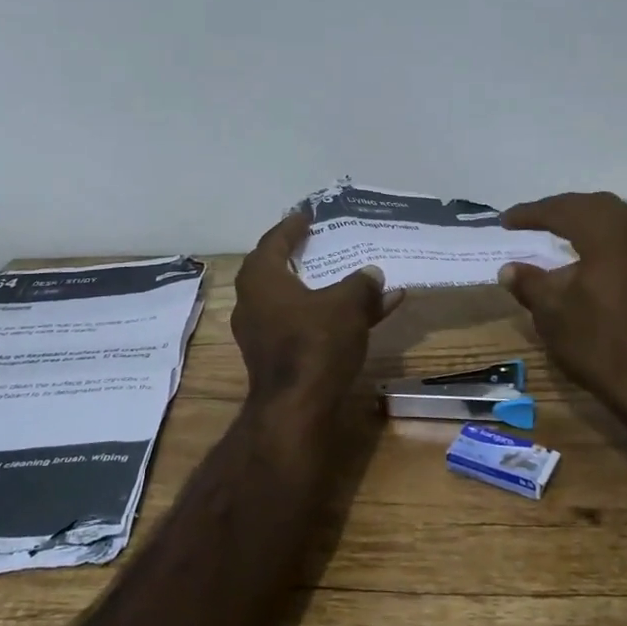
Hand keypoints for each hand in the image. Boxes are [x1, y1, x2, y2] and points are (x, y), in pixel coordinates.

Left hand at [231, 210, 402, 425]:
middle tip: (319, 243)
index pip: (274, 241)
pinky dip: (331, 318)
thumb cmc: (314, 343)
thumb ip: (361, 284)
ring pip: (297, 302)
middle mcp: (254, 304)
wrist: (297, 410)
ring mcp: (263, 334)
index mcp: (261, 280)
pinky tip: (368, 316)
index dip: (291, 227)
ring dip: (325, 291)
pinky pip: (306, 326)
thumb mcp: (347, 304)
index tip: (306, 215)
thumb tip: (372, 274)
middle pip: (279, 272)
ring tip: (353, 278)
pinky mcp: (278, 359)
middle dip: (302, 258)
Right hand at [497, 192, 626, 433]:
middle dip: (563, 209)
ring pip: (621, 221)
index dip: (532, 213)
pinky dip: (610, 240)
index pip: (564, 211)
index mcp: (609, 236)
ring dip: (589, 221)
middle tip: (535, 219)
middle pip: (597, 206)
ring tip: (563, 232)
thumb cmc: (599, 344)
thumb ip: (529, 283)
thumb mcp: (552, 313)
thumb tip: (509, 269)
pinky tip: (596, 258)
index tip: (506, 221)